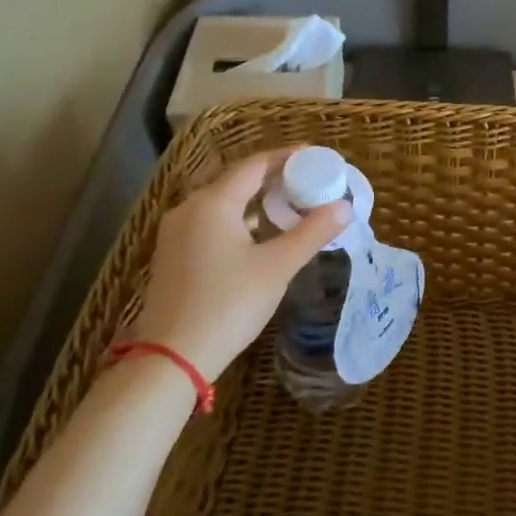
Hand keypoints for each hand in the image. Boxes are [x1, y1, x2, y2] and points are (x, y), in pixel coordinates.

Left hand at [129, 148, 350, 378]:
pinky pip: (211, 223)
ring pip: (223, 203)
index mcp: (213, 202)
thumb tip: (344, 207)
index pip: (255, 165)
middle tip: (309, 182)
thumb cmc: (228, 304)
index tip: (316, 156)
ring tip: (290, 207)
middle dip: (274, 178)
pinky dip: (239, 221)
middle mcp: (189, 209)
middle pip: (237, 181)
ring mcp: (176, 233)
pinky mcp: (173, 256)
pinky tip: (259, 236)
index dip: (287, 157)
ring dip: (256, 201)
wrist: (171, 359)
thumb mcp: (278, 267)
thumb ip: (312, 232)